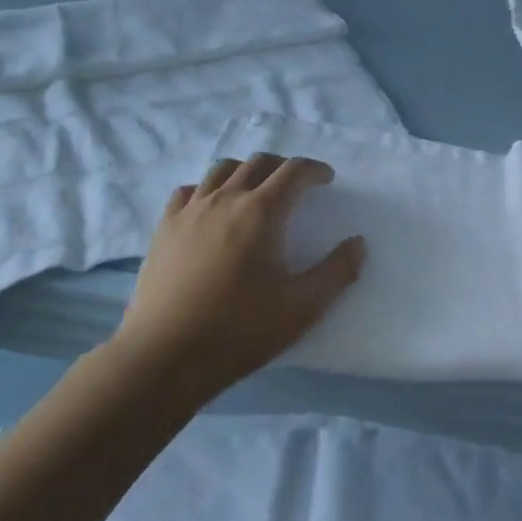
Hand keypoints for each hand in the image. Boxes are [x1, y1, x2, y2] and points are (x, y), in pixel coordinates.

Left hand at [115, 153, 365, 395]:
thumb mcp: (301, 308)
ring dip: (246, 171)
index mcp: (263, 211)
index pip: (294, 170)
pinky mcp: (164, 228)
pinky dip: (207, 189)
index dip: (315, 169)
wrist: (163, 358)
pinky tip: (211, 208)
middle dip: (283, 166)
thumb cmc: (239, 331)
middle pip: (259, 162)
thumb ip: (337, 272)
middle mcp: (227, 198)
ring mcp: (191, 211)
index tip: (326, 180)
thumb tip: (358, 243)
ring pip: (222, 169)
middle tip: (296, 185)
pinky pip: (189, 191)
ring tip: (255, 190)